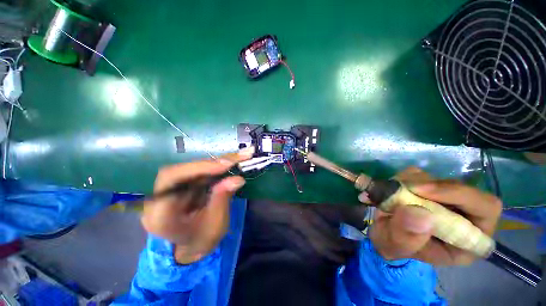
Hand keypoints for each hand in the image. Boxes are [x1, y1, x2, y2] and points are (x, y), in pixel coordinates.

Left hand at [141, 147, 254, 263]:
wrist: (192, 246)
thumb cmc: (202, 240)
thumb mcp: (215, 225)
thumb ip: (222, 199)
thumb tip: (238, 179)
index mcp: (161, 214)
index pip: (171, 179)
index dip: (199, 167)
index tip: (225, 165)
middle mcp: (160, 197)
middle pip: (181, 169)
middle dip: (211, 163)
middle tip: (236, 158)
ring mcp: (171, 189)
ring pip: (192, 168)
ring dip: (216, 162)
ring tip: (238, 158)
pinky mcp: (183, 185)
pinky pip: (199, 171)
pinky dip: (216, 166)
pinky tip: (230, 164)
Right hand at [359, 167, 501, 264]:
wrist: (382, 232)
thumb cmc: (393, 245)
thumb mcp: (394, 246)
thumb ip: (407, 236)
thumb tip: (421, 214)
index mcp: (467, 239)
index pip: (486, 209)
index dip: (461, 196)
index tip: (422, 191)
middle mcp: (464, 217)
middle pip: (465, 189)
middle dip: (435, 187)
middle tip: (408, 187)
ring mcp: (446, 200)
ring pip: (439, 179)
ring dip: (414, 182)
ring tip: (393, 195)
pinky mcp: (428, 188)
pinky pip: (421, 174)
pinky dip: (404, 178)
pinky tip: (394, 189)